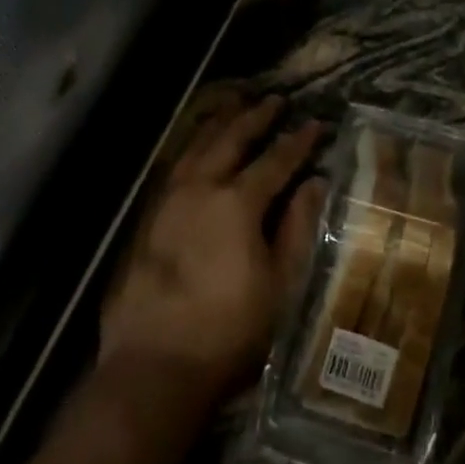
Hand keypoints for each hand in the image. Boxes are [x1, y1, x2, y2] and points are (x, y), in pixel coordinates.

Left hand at [100, 94, 325, 401]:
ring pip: (197, 146)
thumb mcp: (280, 284)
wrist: (154, 364)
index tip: (315, 123)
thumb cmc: (229, 329)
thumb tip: (315, 183)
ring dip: (220, 123)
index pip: (275, 161)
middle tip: (275, 100)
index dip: (298, 141)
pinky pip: (175, 165)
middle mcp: (201, 188)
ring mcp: (169, 200)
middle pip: (231, 140)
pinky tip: (197, 146)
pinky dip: (192, 146)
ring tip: (235, 105)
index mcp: (237, 202)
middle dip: (255, 117)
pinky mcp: (149, 217)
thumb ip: (298, 228)